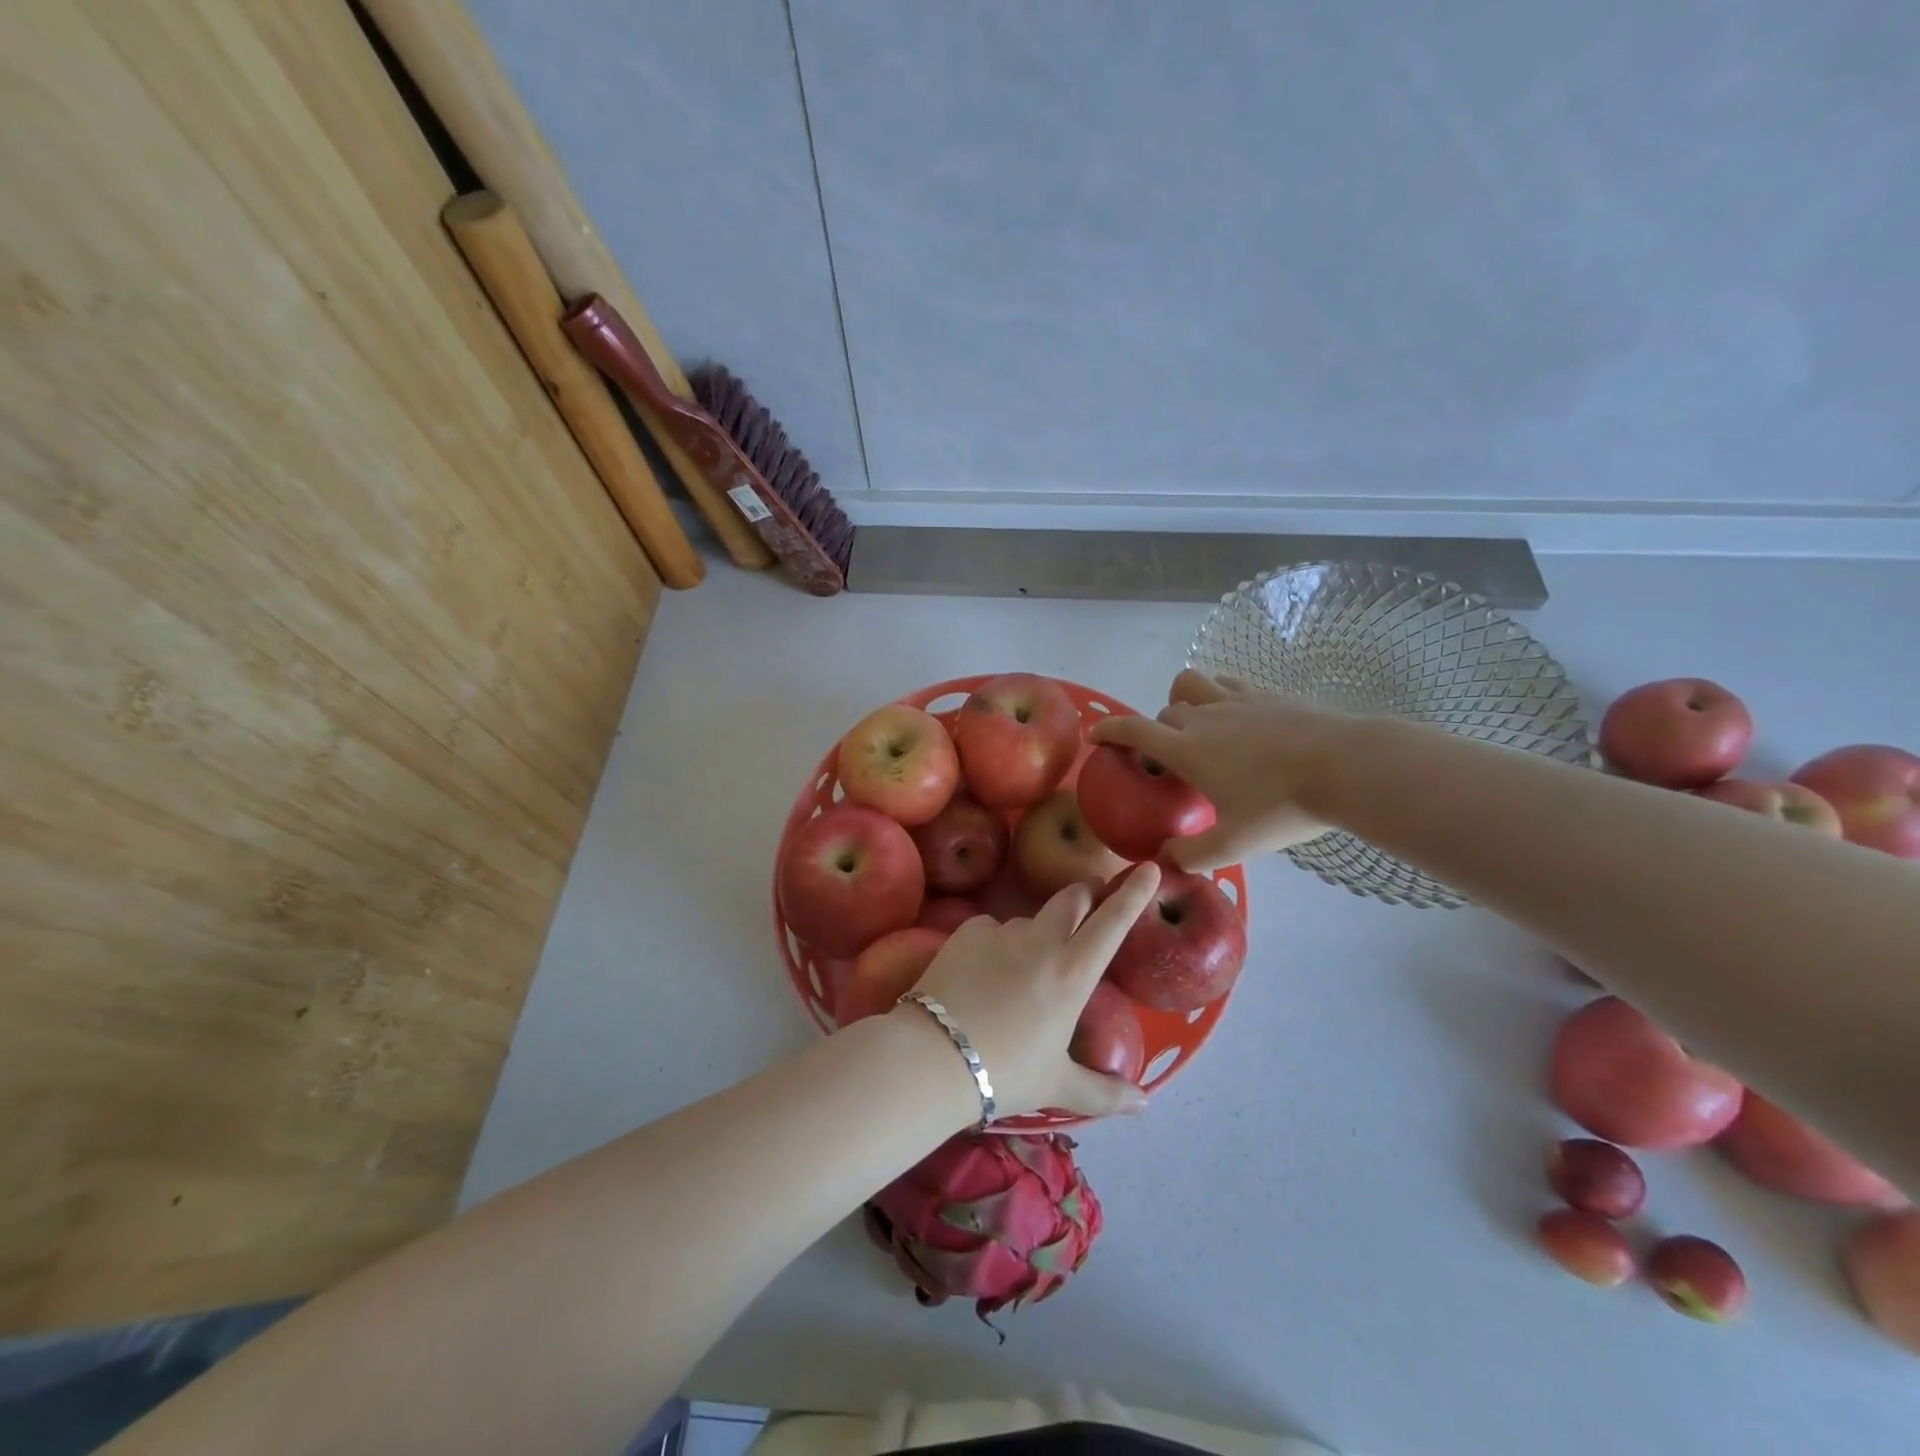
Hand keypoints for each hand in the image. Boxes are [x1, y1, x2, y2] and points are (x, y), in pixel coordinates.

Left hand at [898, 862, 1162, 1120]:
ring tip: (1021, 969)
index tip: (1149, 868)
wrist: (932, 1057)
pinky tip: (982, 972)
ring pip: (1030, 919)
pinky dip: (996, 942)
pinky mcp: (967, 930)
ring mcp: (1001, 931)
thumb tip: (1144, 1105)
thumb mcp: (1058, 1086)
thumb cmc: (1005, 1073)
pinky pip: (991, 928)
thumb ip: (1104, 1093)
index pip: (1113, 921)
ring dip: (1037, 931)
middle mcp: (1042, 942)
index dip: (1134, 893)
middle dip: (1086, 893)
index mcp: (1073, 974)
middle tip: (1089, 902)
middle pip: (1072, 897)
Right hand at [1089, 669, 1345, 870]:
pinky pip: (1227, 682)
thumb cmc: (1282, 806)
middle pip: (1164, 713)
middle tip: (1169, 758)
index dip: (1109, 730)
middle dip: (1156, 731)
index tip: (1096, 735)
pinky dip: (1218, 694)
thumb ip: (1193, 855)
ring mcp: (1236, 699)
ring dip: (1183, 699)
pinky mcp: (1266, 693)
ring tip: (1195, 723)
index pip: (1134, 731)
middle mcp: (1204, 717)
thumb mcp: (1235, 844)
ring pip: (1191, 684)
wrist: (1346, 767)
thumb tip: (1164, 861)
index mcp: (1188, 750)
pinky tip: (1234, 715)